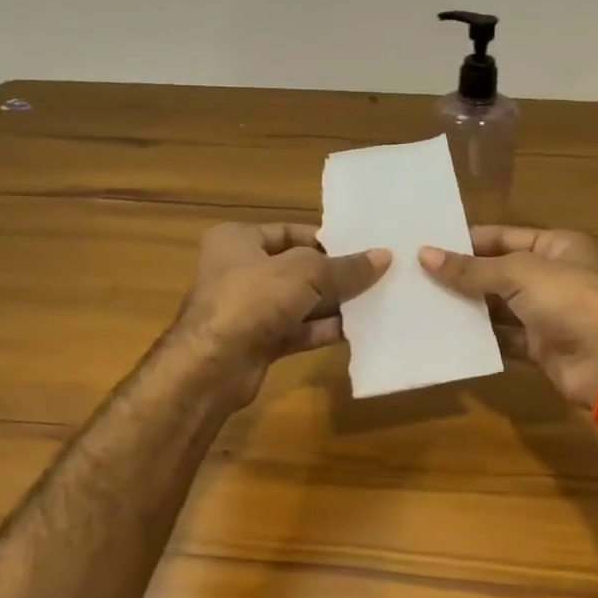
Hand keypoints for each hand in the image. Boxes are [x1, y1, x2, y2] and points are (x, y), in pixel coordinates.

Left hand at [175, 223, 387, 406]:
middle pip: (297, 268)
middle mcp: (239, 270)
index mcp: (238, 240)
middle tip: (376, 275)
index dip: (325, 240)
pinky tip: (356, 330)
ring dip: (332, 304)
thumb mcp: (306, 273)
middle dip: (334, 274)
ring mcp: (247, 309)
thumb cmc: (253, 299)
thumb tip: (384, 257)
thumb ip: (345, 267)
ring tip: (375, 300)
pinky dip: (322, 330)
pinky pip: (297, 330)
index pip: (289, 232)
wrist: (213, 365)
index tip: (361, 248)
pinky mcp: (257, 342)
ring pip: (298, 302)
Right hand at [420, 227, 597, 423]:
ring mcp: (546, 313)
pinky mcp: (539, 346)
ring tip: (423, 303)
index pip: (502, 236)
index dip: (466, 241)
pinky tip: (447, 334)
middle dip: (462, 275)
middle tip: (416, 276)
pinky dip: (480, 337)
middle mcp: (551, 276)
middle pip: (498, 271)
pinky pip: (503, 337)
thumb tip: (424, 254)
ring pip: (498, 306)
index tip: (426, 245)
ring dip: (467, 306)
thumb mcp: (519, 275)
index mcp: (556, 246)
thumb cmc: (569, 302)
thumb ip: (472, 269)